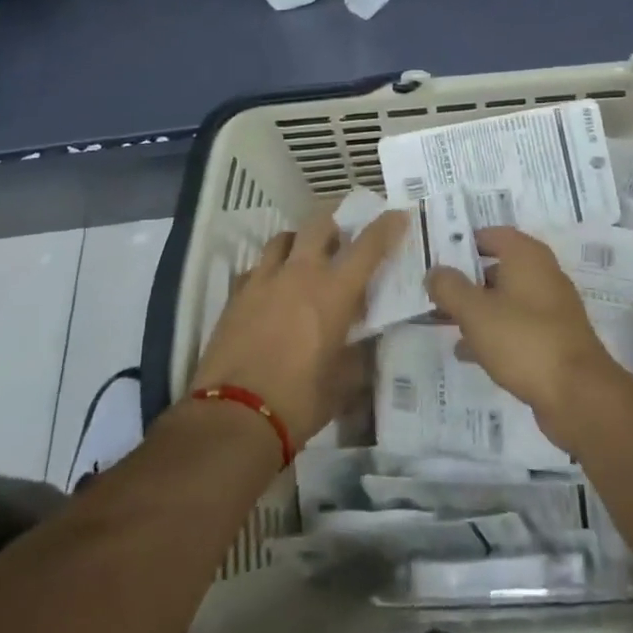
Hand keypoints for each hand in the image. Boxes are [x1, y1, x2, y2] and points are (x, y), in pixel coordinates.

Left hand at [189, 208, 406, 448]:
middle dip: (335, 224)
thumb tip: (363, 343)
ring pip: (283, 238)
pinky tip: (271, 292)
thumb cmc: (299, 401)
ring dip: (299, 242)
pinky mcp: (236, 295)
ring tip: (304, 259)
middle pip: (319, 224)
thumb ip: (357, 354)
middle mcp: (300, 273)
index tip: (398, 215)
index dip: (386, 227)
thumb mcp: (343, 383)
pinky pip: (256, 268)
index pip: (368, 246)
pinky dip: (269, 272)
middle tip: (342, 239)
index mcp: (334, 291)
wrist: (234, 416)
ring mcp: (264, 280)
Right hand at [427, 227, 629, 451]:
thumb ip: (450, 288)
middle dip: (465, 279)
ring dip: (475, 308)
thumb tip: (434, 272)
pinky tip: (466, 352)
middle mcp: (542, 274)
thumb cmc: (524, 340)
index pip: (492, 235)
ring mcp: (550, 308)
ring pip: (504, 299)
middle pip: (497, 267)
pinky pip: (515, 326)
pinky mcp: (552, 339)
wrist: (578, 395)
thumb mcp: (476, 312)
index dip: (463, 243)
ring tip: (441, 322)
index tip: (436, 257)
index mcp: (527, 256)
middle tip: (433, 292)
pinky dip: (492, 333)